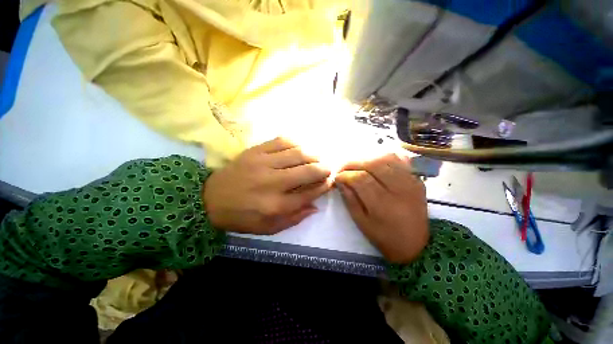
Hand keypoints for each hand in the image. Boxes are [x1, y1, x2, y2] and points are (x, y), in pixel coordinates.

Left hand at [203, 137, 331, 234]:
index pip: (309, 193)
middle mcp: (272, 183)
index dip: (323, 186)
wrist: (210, 199)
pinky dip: (295, 143)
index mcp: (276, 206)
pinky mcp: (255, 151)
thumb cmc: (242, 217)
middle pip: (307, 171)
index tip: (330, 181)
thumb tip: (315, 206)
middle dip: (323, 169)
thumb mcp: (268, 228)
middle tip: (328, 168)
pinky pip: (281, 141)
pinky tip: (299, 148)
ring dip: (312, 155)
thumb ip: (295, 218)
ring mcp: (263, 164)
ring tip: (316, 158)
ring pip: (297, 154)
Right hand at [335, 154, 428, 263]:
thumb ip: (349, 199)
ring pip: (386, 158)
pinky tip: (374, 164)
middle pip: (373, 164)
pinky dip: (383, 158)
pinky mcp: (417, 179)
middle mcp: (399, 189)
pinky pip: (400, 160)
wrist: (417, 245)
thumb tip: (340, 180)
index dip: (345, 175)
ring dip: (367, 158)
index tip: (336, 177)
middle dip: (353, 163)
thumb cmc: (384, 237)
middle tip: (343, 168)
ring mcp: (411, 182)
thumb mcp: (361, 222)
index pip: (360, 178)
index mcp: (383, 205)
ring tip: (357, 165)